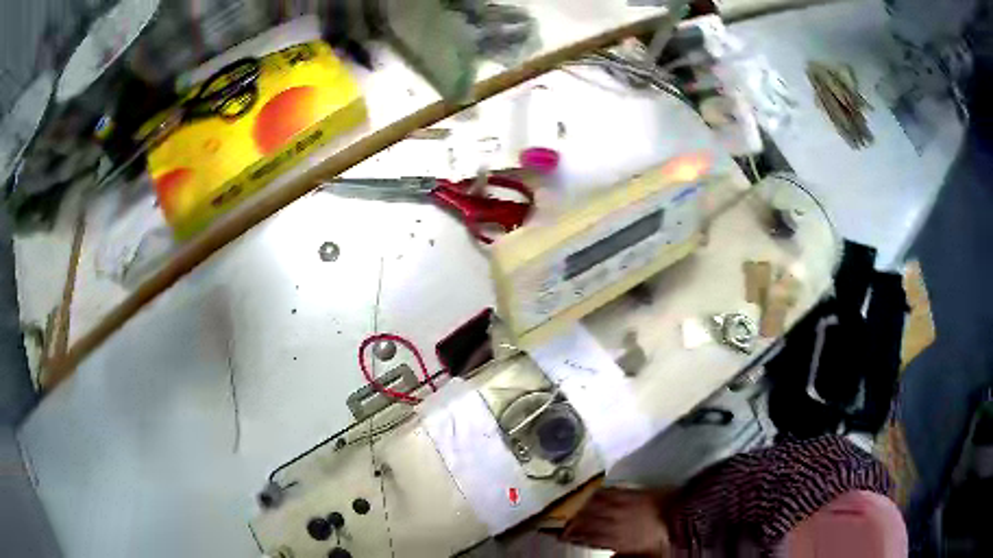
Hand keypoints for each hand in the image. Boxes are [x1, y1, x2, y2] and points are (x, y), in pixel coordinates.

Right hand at [561, 488, 670, 556]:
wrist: (683, 516)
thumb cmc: (664, 539)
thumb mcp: (644, 555)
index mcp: (617, 539)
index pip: (589, 537)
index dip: (574, 536)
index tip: (561, 535)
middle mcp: (615, 521)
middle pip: (588, 519)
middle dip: (572, 521)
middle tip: (559, 520)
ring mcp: (623, 505)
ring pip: (596, 504)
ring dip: (581, 506)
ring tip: (571, 506)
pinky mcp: (633, 493)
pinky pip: (610, 492)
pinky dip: (598, 493)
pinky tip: (592, 493)